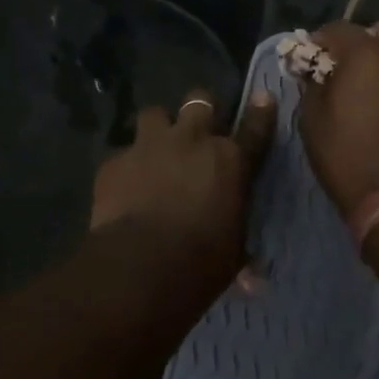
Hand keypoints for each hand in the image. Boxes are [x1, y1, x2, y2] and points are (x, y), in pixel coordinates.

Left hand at [89, 88, 276, 284]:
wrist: (140, 266)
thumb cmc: (201, 263)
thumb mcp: (232, 255)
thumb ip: (240, 247)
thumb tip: (255, 280)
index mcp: (230, 161)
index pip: (254, 129)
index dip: (261, 111)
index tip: (264, 98)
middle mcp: (192, 141)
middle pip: (200, 102)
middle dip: (200, 110)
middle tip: (197, 127)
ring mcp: (150, 146)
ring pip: (154, 113)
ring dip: (158, 128)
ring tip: (155, 148)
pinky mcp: (115, 161)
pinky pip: (122, 153)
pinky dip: (126, 166)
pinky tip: (123, 185)